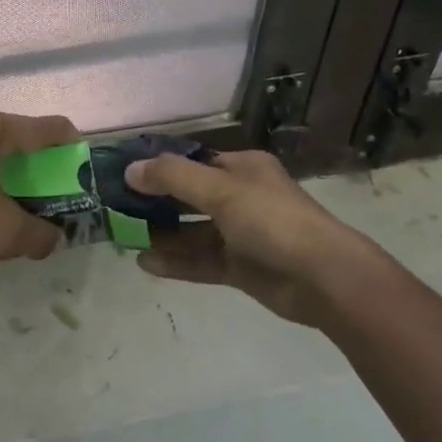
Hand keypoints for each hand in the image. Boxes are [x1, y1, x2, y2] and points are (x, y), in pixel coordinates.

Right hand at [125, 150, 384, 325]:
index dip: (159, 166)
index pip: (193, 161)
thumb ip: (173, 178)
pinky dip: (175, 261)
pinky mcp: (240, 268)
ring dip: (162, 234)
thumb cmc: (273, 221)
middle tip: (116, 207)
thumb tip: (130, 169)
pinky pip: (200, 260)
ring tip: (123, 236)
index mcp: (242, 169)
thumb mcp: (221, 190)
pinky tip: (145, 263)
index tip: (124, 174)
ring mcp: (241, 234)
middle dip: (155, 202)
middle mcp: (240, 197)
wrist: (325, 279)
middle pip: (189, 196)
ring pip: (192, 231)